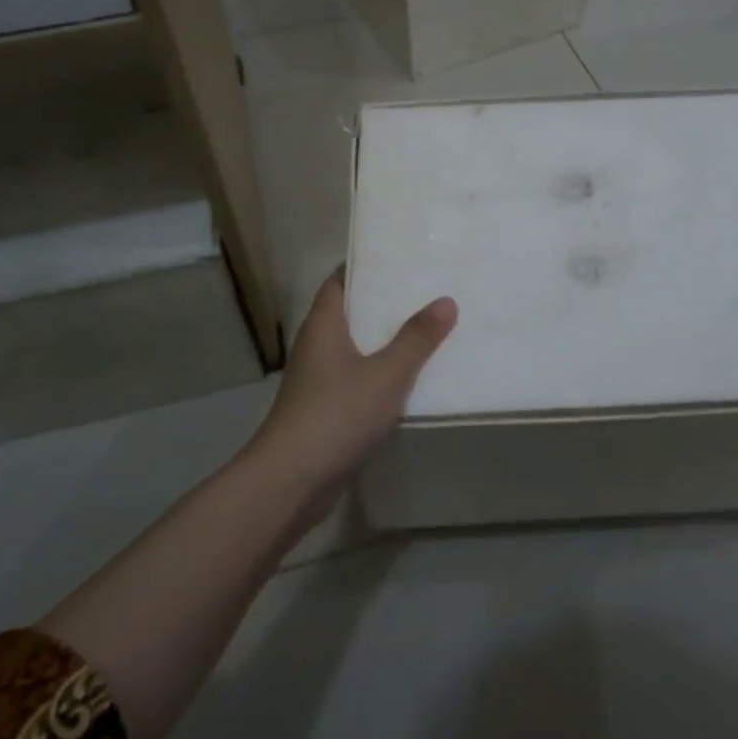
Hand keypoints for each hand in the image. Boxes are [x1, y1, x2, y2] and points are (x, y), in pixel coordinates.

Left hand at [247, 268, 457, 493]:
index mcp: (323, 325)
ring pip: (356, 349)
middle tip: (426, 291)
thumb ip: (417, 338)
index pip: (339, 281)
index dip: (365, 266)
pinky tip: (409, 380)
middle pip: (351, 313)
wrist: (291, 480)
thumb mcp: (386, 373)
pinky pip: (357, 380)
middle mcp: (317, 346)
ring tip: (427, 330)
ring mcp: (318, 381)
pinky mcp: (325, 410)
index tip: (399, 258)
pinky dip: (380, 375)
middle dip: (384, 304)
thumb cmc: (336, 414)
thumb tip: (446, 301)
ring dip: (385, 341)